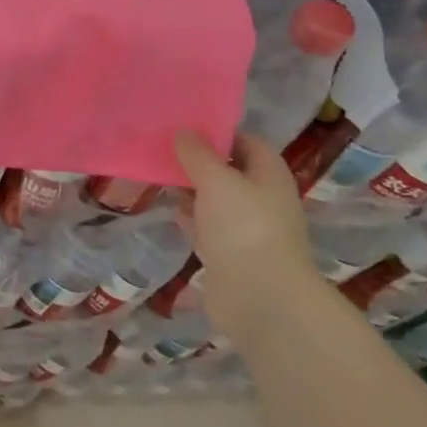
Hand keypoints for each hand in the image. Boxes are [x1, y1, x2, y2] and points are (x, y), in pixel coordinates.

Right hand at [173, 130, 326, 346]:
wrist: (261, 300)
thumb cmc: (244, 229)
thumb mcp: (217, 181)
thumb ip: (197, 154)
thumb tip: (182, 132)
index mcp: (269, 175)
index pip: (247, 142)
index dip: (219, 133)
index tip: (184, 127)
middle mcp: (261, 199)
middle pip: (229, 171)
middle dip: (198, 161)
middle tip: (162, 149)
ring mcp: (246, 229)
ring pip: (215, 200)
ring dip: (190, 190)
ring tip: (157, 174)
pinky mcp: (229, 255)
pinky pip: (207, 227)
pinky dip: (189, 218)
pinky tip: (169, 210)